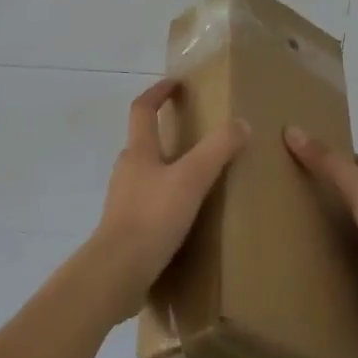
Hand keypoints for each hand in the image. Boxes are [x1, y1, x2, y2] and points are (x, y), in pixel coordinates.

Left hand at [88, 77, 247, 323]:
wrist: (116, 274)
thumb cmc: (152, 218)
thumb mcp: (191, 179)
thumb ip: (217, 149)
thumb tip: (241, 123)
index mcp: (139, 152)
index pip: (143, 109)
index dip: (158, 92)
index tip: (175, 83)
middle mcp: (127, 171)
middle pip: (144, 142)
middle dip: (166, 133)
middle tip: (196, 134)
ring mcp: (123, 201)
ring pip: (147, 174)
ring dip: (167, 169)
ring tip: (197, 178)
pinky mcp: (126, 229)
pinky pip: (149, 204)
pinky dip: (166, 200)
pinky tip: (185, 217)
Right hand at [285, 128, 357, 345]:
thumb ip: (328, 162)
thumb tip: (292, 129)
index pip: (356, 163)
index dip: (329, 155)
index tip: (295, 152)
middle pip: (346, 194)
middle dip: (318, 189)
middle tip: (278, 184)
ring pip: (341, 227)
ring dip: (318, 224)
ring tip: (277, 217)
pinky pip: (337, 259)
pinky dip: (320, 255)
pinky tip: (293, 254)